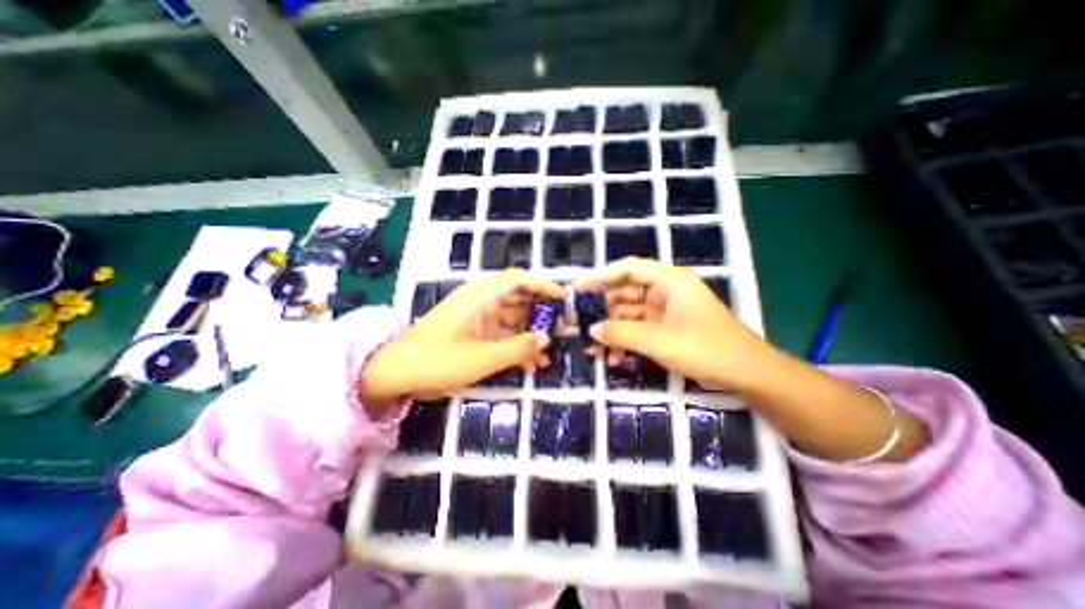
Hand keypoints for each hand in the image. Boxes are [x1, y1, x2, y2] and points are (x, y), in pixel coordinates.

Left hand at [360, 269, 568, 401]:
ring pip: (512, 319)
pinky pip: (501, 334)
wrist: (397, 373)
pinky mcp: (474, 333)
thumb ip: (518, 348)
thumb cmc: (438, 361)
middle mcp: (481, 302)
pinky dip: (516, 345)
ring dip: (531, 333)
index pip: (518, 280)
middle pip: (518, 299)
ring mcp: (477, 318)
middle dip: (542, 313)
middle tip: (563, 328)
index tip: (564, 298)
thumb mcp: (483, 358)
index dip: (543, 285)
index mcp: (481, 297)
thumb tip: (546, 338)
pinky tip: (532, 364)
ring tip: (552, 351)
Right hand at [577, 257, 771, 389]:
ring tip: (595, 350)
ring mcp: (667, 310)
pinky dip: (627, 340)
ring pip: (630, 313)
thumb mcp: (659, 341)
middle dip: (604, 311)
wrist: (748, 374)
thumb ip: (622, 333)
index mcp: (669, 281)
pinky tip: (615, 358)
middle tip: (582, 326)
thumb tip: (592, 331)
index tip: (577, 288)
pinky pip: (640, 328)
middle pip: (626, 292)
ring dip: (613, 330)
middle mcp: (666, 290)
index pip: (628, 269)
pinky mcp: (667, 327)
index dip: (600, 276)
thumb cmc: (706, 349)